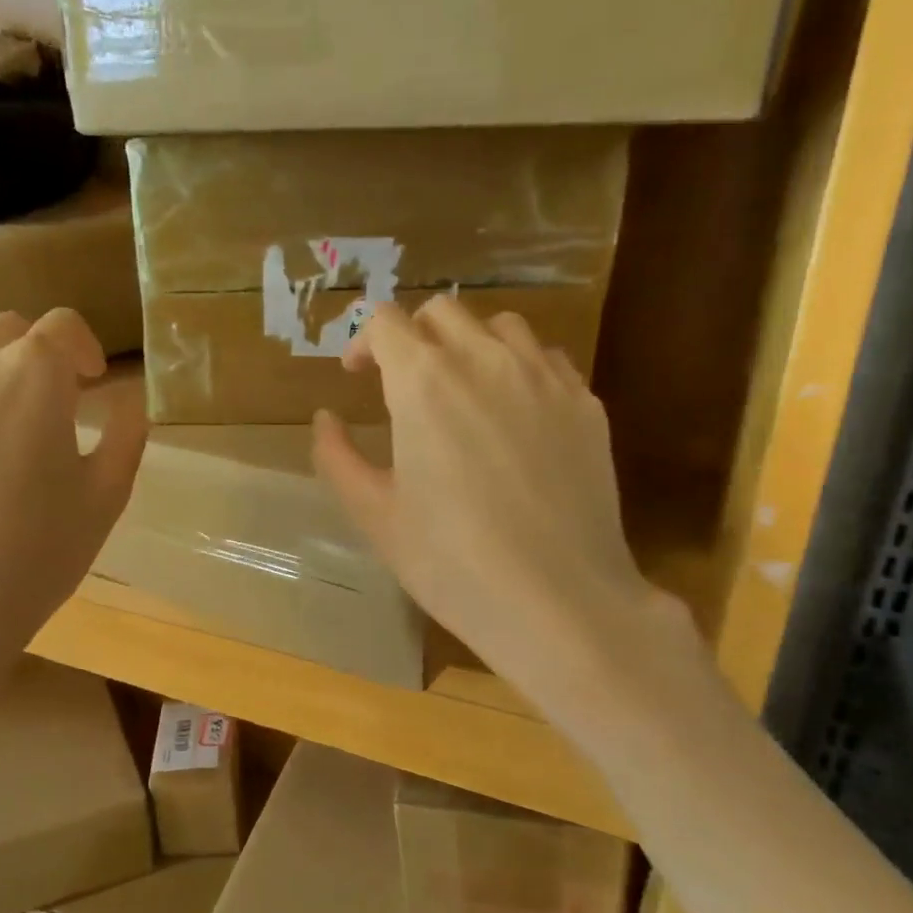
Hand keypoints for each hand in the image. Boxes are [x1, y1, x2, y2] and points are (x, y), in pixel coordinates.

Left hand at [0, 308, 145, 673]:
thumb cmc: (37, 552)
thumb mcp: (106, 497)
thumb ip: (125, 434)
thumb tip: (129, 401)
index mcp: (34, 373)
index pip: (63, 326)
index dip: (83, 349)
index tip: (91, 382)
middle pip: (8, 331)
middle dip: (35, 357)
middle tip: (46, 406)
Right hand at [312, 298, 695, 700]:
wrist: (557, 600)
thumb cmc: (452, 562)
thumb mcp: (376, 516)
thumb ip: (338, 458)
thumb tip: (325, 419)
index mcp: (423, 383)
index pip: (386, 322)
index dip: (363, 341)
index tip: (356, 375)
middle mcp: (485, 361)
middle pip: (443, 312)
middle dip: (413, 336)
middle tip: (404, 383)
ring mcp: (544, 377)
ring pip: (500, 326)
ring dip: (470, 344)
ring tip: (463, 391)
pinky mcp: (586, 404)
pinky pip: (547, 359)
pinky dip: (519, 368)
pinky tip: (515, 414)